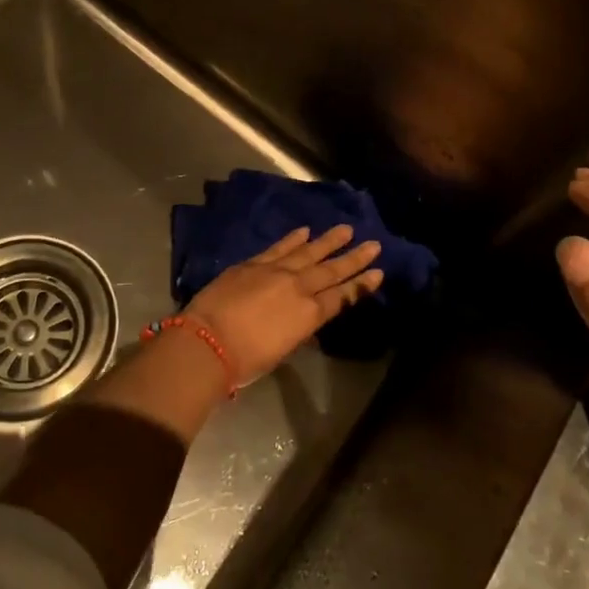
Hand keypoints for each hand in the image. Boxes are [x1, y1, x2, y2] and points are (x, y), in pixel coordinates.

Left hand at [186, 225, 383, 384]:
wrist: (209, 340)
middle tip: (374, 244)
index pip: (342, 297)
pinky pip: (280, 247)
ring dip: (328, 241)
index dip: (361, 285)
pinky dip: (293, 239)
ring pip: (309, 252)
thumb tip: (305, 316)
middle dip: (354, 258)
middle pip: (331, 270)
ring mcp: (276, 271)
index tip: (378, 272)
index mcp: (309, 314)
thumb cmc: (247, 359)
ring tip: (346, 229)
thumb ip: (297, 328)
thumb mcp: (283, 348)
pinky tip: (306, 230)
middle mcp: (298, 287)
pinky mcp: (254, 263)